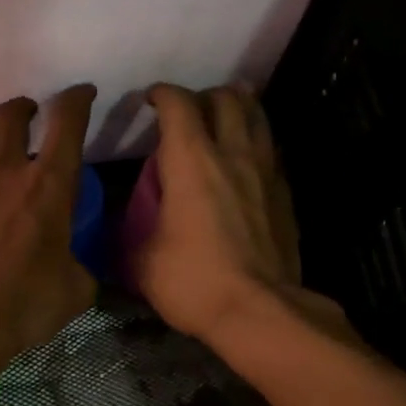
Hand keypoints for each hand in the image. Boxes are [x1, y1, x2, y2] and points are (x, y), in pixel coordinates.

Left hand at [0, 85, 99, 371]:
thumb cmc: (26, 302)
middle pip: (11, 114)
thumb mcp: (76, 289)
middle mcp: (6, 172)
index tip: (83, 94)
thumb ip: (81, 268)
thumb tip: (79, 269)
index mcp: (48, 184)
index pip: (67, 122)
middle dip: (26, 107)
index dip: (77, 99)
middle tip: (33, 115)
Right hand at [134, 84, 345, 349]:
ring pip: (257, 115)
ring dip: (238, 108)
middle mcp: (232, 154)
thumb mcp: (142, 259)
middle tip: (188, 112)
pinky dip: (255, 141)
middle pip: (225, 98)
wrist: (260, 311)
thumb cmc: (194, 281)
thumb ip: (130, 229)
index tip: (149, 101)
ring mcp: (265, 170)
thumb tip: (120, 224)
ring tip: (222, 117)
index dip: (161, 94)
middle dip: (203, 96)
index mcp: (191, 161)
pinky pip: (270, 148)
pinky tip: (245, 159)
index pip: (178, 104)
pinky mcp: (285, 192)